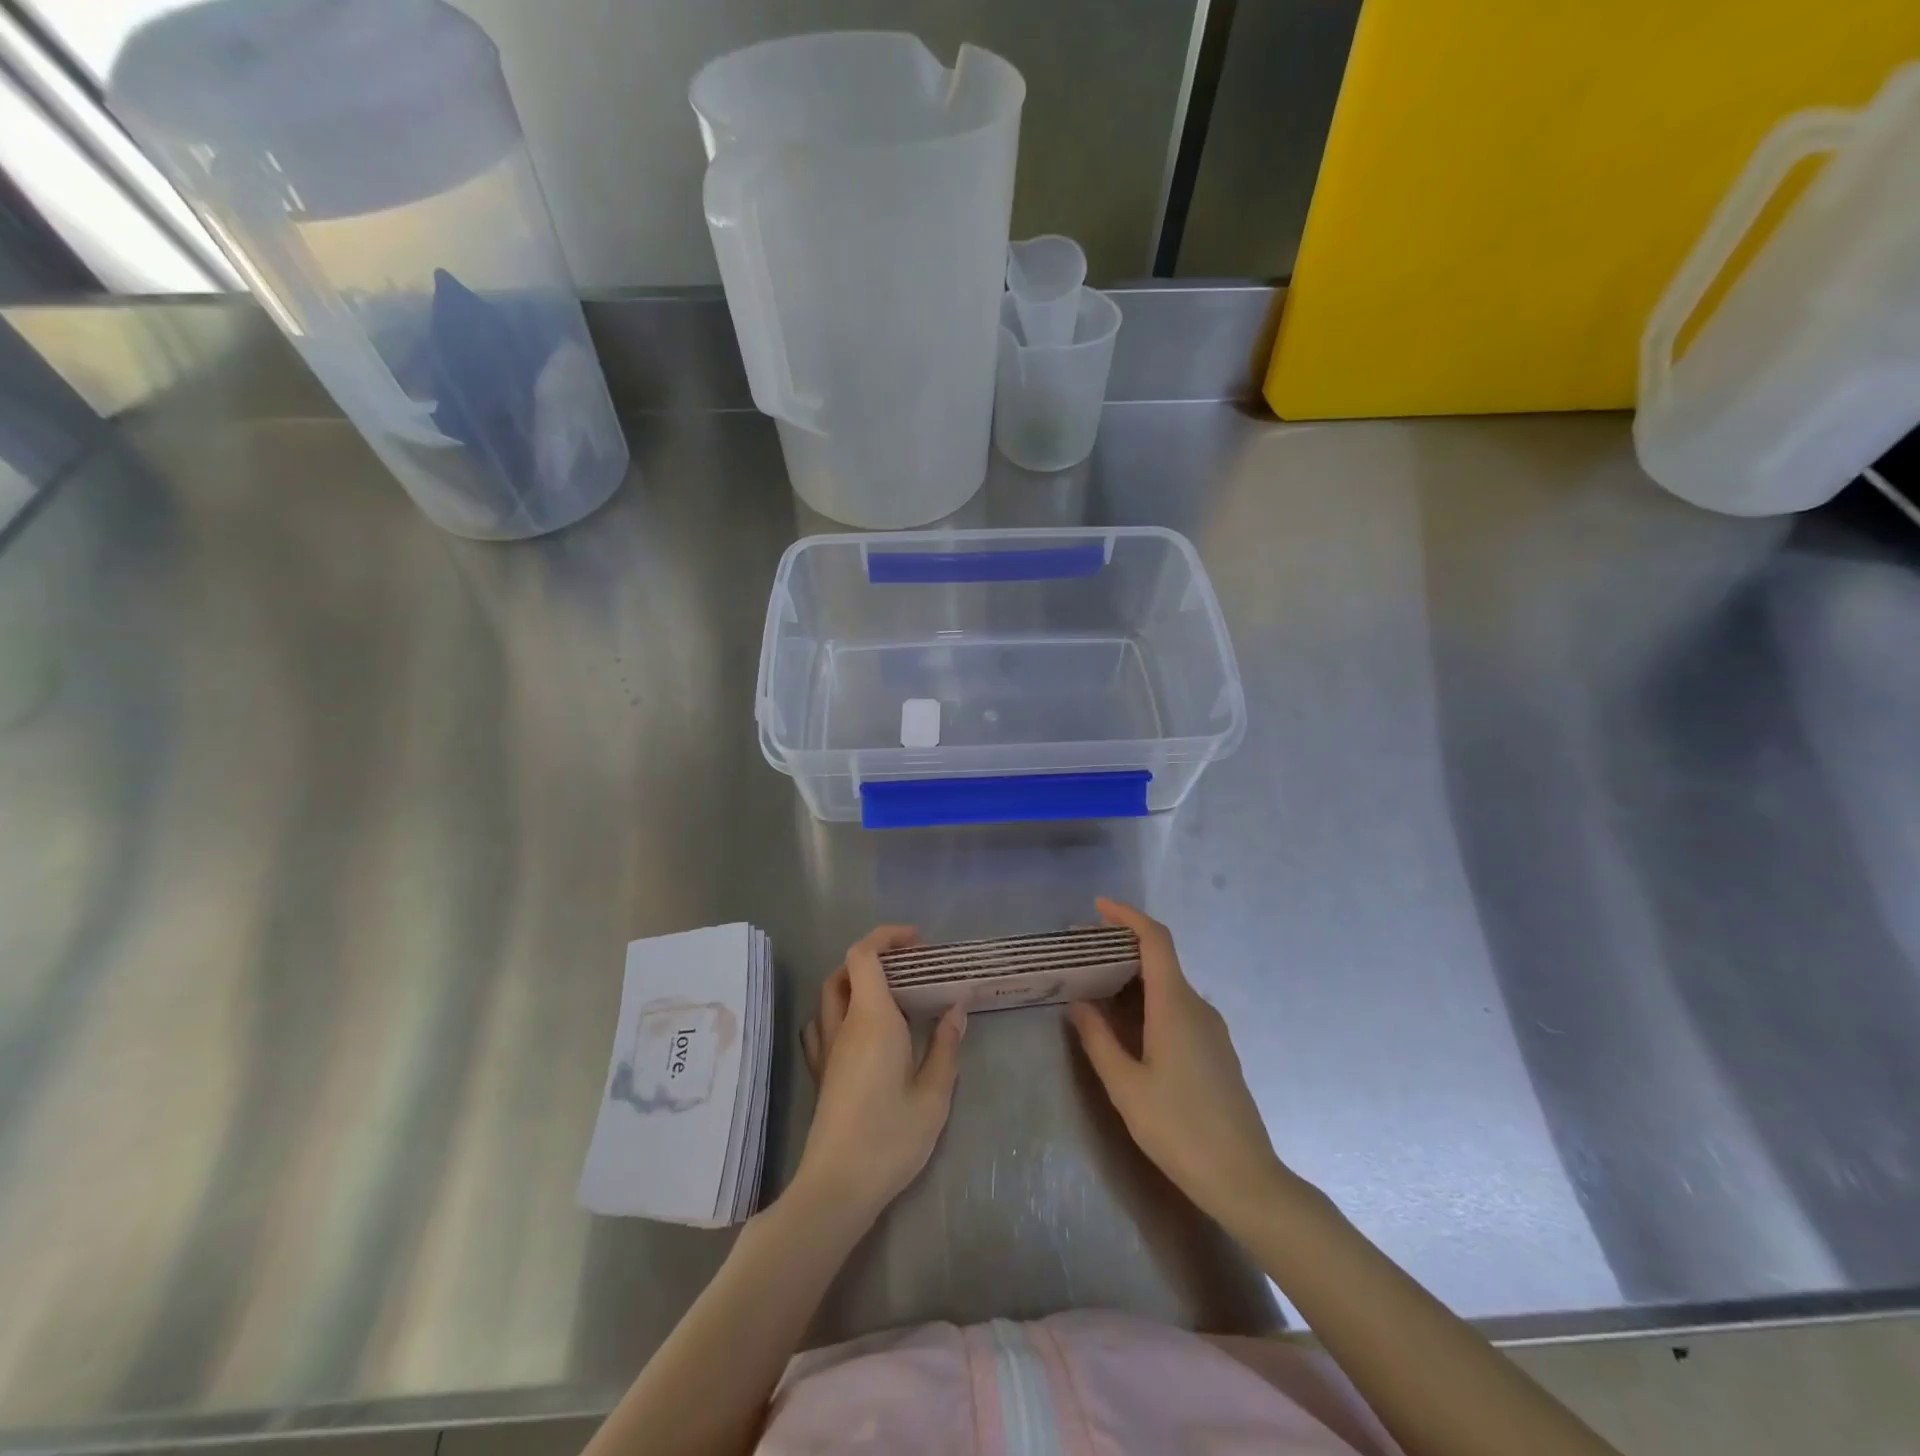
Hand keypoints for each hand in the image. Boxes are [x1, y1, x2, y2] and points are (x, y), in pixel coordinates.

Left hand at [794, 926, 966, 1222]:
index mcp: (872, 1019)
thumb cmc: (891, 1137)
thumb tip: (955, 1008)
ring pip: (830, 995)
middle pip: (845, 970)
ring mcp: (826, 1049)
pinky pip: (821, 1023)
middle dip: (875, 956)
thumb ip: (945, 1046)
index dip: (886, 937)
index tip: (917, 942)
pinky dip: (839, 1009)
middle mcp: (843, 1025)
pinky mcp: (820, 1072)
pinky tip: (859, 1028)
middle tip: (910, 967)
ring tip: (889, 993)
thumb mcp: (934, 1094)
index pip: (864, 955)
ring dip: (855, 980)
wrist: (838, 1186)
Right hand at [1069, 898, 1297, 1227]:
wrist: (1244, 1179)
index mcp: (1175, 1005)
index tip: (1098, 908)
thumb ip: (1098, 1040)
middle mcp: (1197, 1007)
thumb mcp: (1126, 1086)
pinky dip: (1148, 1000)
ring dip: (1133, 977)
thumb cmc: (1179, 1129)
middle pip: (1160, 958)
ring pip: (1168, 985)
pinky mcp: (1216, 1050)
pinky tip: (1127, 1025)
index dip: (1128, 916)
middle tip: (1081, 955)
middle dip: (1121, 947)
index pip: (1156, 940)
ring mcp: (1211, 1029)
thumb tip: (1079, 1003)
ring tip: (1096, 987)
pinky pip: (1178, 1008)